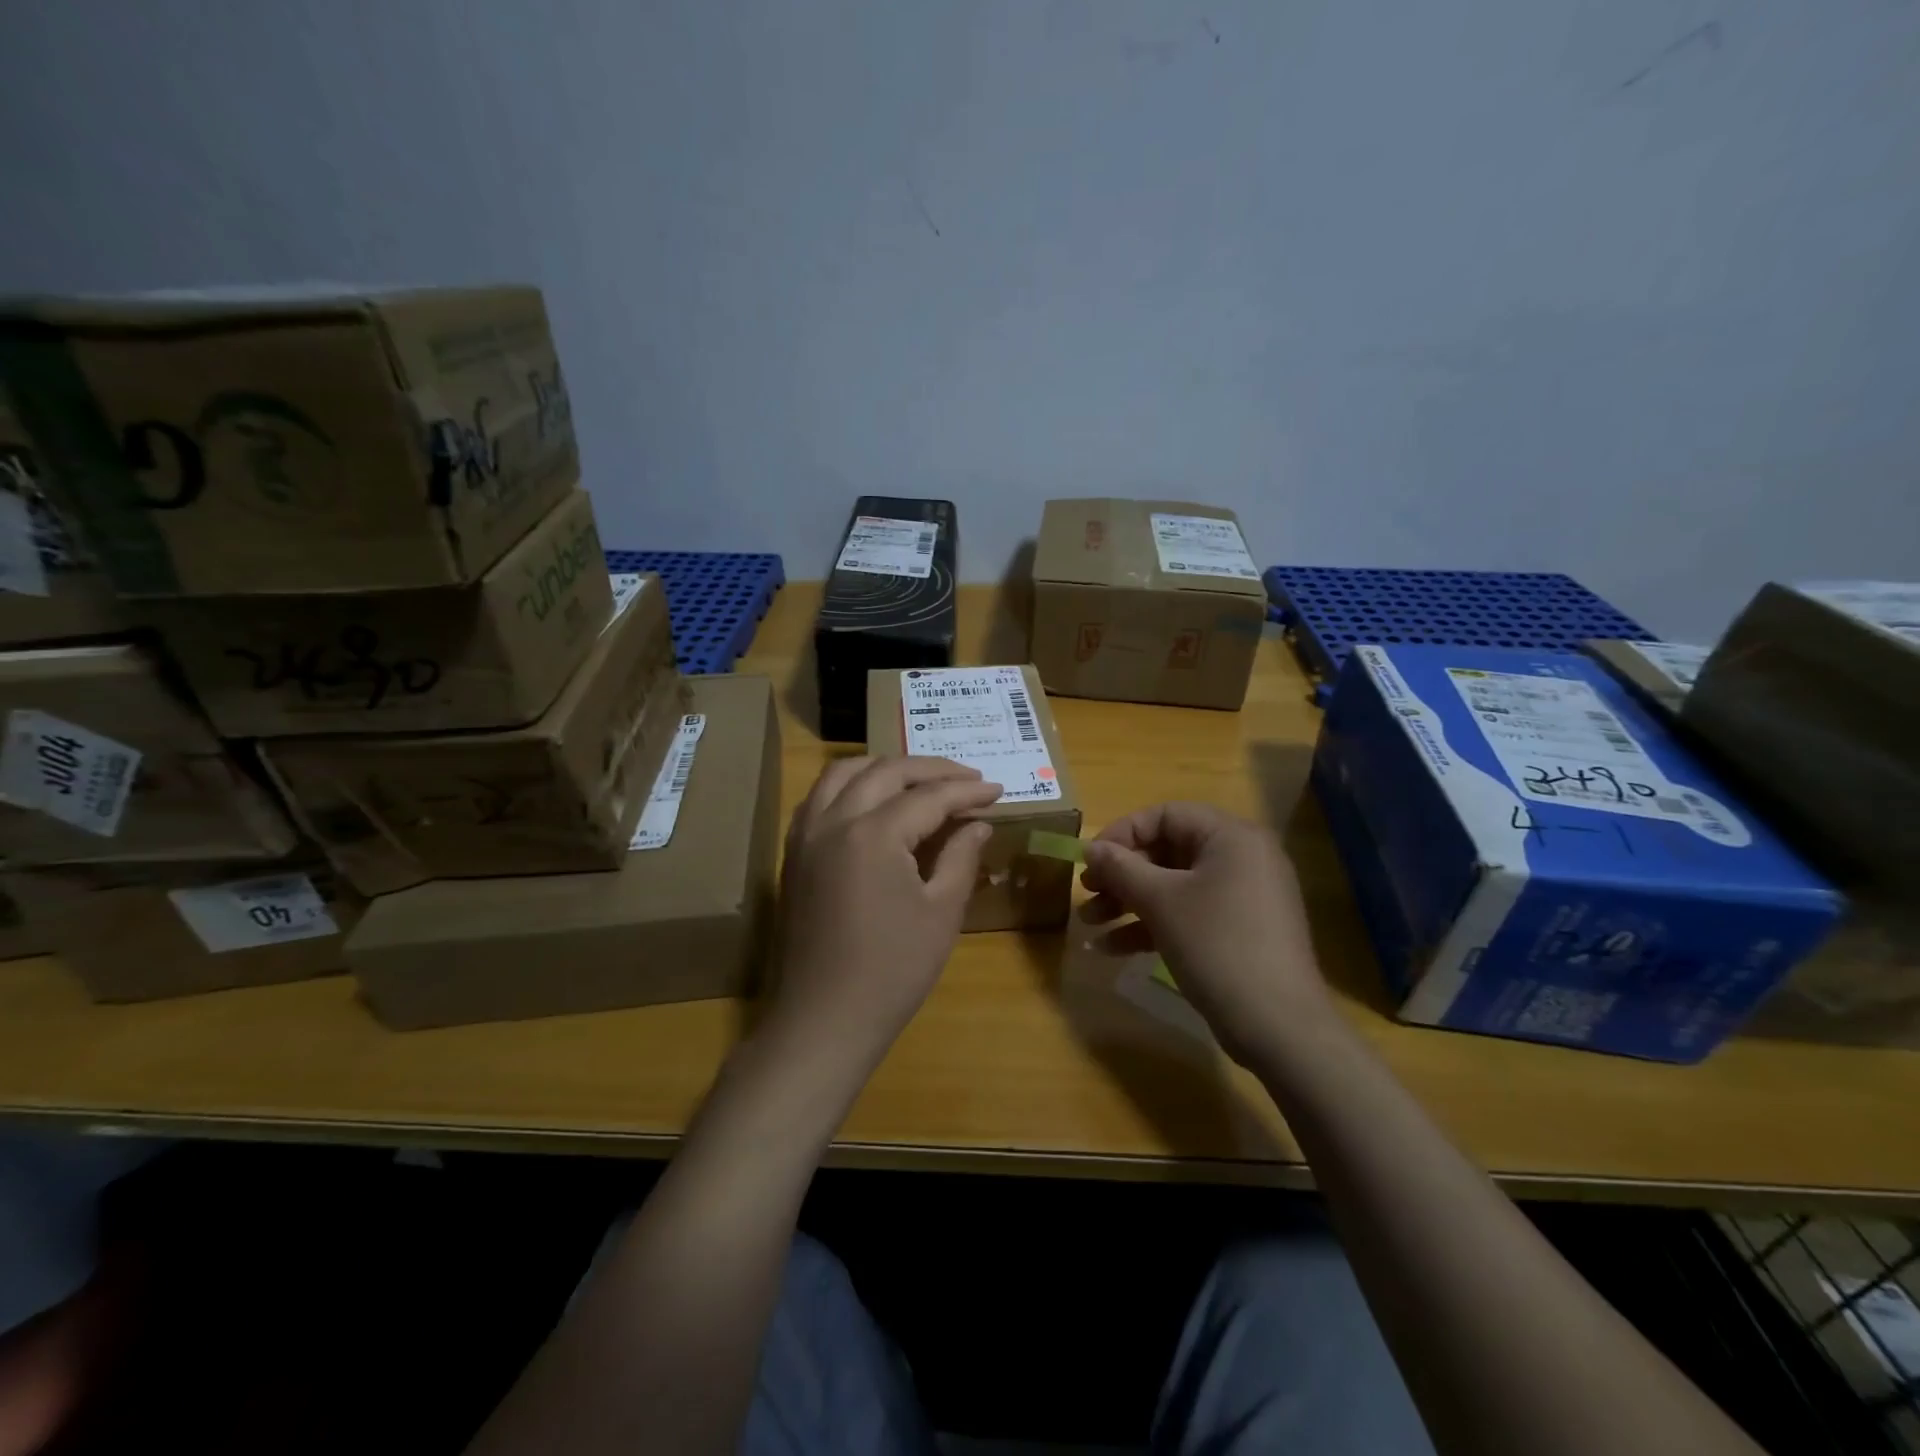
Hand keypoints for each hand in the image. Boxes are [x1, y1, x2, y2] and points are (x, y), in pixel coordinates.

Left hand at [769, 755, 999, 1074]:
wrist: (822, 1020)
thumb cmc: (892, 972)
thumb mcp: (940, 913)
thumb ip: (961, 857)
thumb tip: (977, 823)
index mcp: (874, 834)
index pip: (929, 797)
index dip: (967, 791)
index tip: (997, 789)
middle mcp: (834, 820)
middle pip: (885, 771)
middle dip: (930, 769)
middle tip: (967, 778)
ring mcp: (806, 835)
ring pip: (843, 772)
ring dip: (885, 767)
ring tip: (919, 779)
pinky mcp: (793, 853)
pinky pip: (819, 797)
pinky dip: (850, 785)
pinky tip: (872, 800)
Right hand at [1081, 802, 1332, 1063]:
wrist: (1278, 1026)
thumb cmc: (1217, 945)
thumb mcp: (1161, 902)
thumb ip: (1121, 868)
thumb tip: (1091, 846)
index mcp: (1231, 837)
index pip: (1166, 815)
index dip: (1123, 833)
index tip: (1090, 859)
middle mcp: (1241, 858)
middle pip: (1167, 851)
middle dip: (1121, 874)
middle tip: (1087, 892)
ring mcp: (1242, 897)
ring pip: (1174, 886)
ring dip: (1129, 902)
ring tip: (1089, 923)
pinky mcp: (1238, 932)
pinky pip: (1188, 914)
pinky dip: (1152, 925)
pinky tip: (1111, 948)